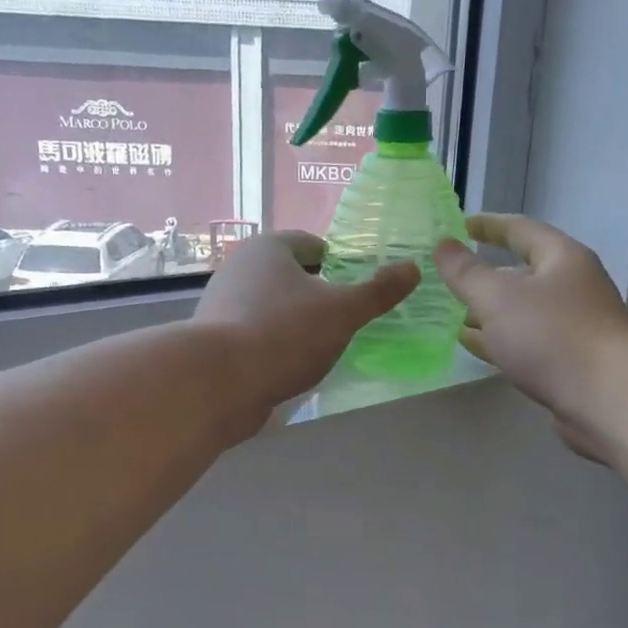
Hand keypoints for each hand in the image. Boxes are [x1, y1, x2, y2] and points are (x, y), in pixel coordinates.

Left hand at [196, 231, 418, 430]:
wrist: (218, 383)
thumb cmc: (285, 333)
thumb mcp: (343, 311)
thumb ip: (378, 291)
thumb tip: (412, 268)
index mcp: (269, 248)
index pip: (312, 244)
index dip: (339, 263)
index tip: (358, 289)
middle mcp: (240, 267)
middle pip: (291, 276)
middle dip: (318, 295)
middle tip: (346, 320)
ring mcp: (222, 304)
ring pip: (272, 306)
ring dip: (296, 322)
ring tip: (323, 348)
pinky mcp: (215, 340)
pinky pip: (256, 334)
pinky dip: (275, 345)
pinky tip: (291, 367)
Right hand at [434, 214, 627, 460]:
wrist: (607, 398)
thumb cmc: (552, 336)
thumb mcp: (498, 298)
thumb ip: (466, 272)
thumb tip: (443, 245)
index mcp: (562, 258)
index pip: (520, 230)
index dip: (488, 226)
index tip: (459, 226)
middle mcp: (573, 286)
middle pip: (523, 272)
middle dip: (485, 276)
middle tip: (449, 280)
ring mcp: (575, 325)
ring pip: (523, 311)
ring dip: (490, 313)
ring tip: (453, 316)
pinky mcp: (572, 361)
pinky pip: (528, 341)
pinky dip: (501, 340)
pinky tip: (477, 347)